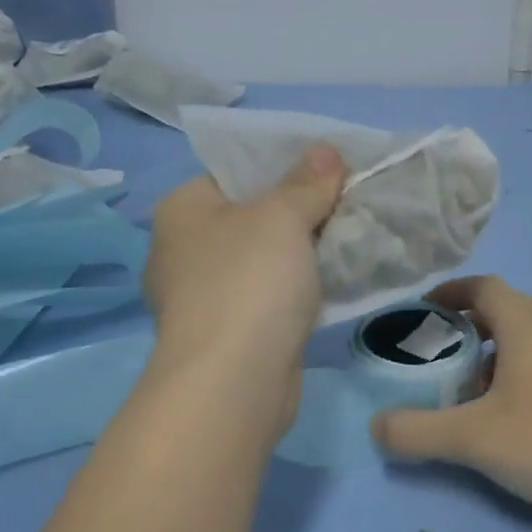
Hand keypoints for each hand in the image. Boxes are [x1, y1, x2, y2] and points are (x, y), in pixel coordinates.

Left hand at [145, 146, 346, 408]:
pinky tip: (330, 287)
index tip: (329, 172)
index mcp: (182, 209)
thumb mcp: (283, 217)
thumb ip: (307, 183)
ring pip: (262, 261)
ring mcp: (201, 297)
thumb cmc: (249, 281)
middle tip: (347, 205)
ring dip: (300, 256)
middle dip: (299, 213)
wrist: (233, 381)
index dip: (283, 167)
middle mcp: (182, 250)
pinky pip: (267, 298)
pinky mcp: (226, 335)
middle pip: (251, 217)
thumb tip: (326, 151)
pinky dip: (295, 292)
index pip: (234, 173)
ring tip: (348, 243)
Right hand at [371, 276, 531, 524]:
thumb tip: (376, 427)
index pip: (484, 287)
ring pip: (526, 342)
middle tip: (435, 356)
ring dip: (491, 356)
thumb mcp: (470, 437)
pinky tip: (504, 418)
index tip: (422, 311)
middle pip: (505, 312)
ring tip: (465, 391)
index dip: (450, 293)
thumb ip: (415, 431)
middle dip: (466, 328)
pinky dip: (515, 377)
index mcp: (527, 325)